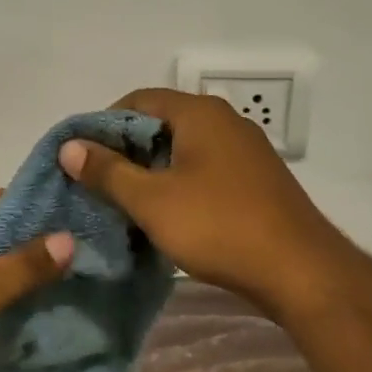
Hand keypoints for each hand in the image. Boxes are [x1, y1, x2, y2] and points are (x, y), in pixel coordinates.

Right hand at [58, 88, 351, 321]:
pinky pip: (207, 168)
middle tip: (100, 181)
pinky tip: (170, 214)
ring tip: (128, 200)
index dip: (104, 123)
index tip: (84, 155)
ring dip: (154, 169)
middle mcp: (226, 121)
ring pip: (185, 148)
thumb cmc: (219, 226)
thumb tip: (69, 146)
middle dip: (127, 149)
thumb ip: (107, 171)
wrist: (302, 272)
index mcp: (200, 113)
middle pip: (163, 122)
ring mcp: (247, 150)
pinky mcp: (258, 179)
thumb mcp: (152, 200)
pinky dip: (181, 182)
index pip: (139, 99)